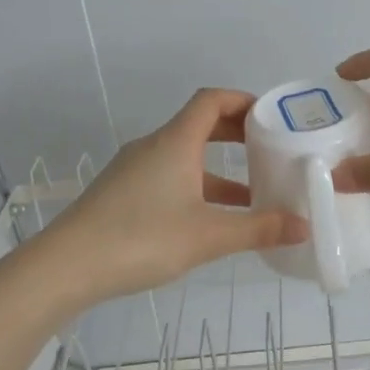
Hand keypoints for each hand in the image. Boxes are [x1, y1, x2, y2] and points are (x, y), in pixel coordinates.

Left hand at [40, 89, 306, 307]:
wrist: (64, 268)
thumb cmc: (141, 239)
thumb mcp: (209, 237)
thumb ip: (259, 229)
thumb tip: (304, 227)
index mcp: (174, 143)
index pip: (211, 101)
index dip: (243, 101)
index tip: (272, 116)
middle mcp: (153, 148)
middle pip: (198, 125)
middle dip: (236, 134)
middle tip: (269, 149)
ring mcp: (134, 171)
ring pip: (184, 157)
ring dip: (218, 168)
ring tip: (252, 193)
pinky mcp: (122, 194)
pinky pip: (168, 177)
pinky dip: (196, 186)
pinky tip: (211, 220)